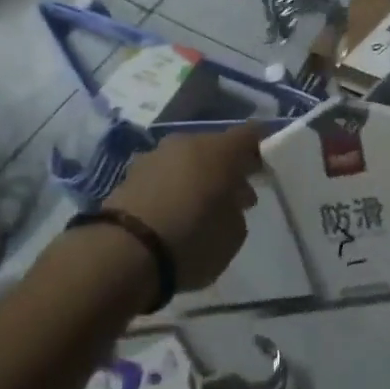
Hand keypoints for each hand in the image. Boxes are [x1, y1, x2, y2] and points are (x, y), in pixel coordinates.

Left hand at [105, 125, 262, 291]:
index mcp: (219, 150)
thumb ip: (236, 209)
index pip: (249, 135)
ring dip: (196, 177)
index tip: (265, 166)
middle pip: (213, 147)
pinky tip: (172, 212)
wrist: (124, 253)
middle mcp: (186, 143)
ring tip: (200, 207)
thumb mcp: (234, 234)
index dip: (259, 148)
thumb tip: (228, 199)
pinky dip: (170, 188)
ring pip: (185, 159)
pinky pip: (162, 176)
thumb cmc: (193, 241)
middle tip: (234, 194)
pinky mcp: (128, 175)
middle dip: (225, 167)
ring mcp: (154, 156)